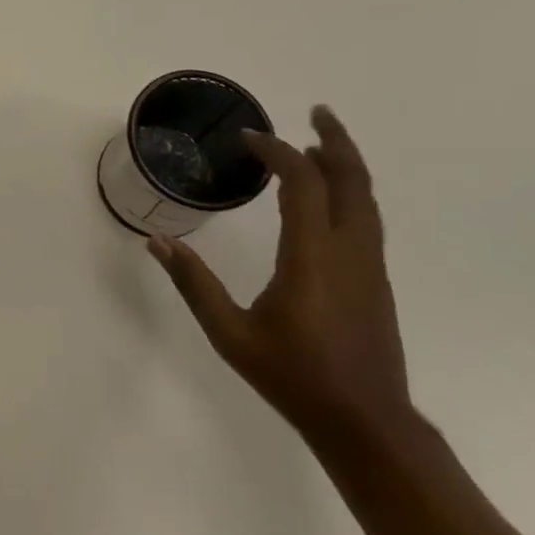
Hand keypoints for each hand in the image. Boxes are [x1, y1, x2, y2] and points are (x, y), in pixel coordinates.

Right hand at [148, 106, 412, 450]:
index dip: (278, 152)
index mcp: (313, 257)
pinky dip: (350, 191)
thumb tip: (157, 243)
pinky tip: (329, 197)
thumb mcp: (231, 334)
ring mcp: (370, 265)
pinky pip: (366, 219)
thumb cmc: (294, 376)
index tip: (249, 139)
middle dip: (335, 140)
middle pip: (352, 180)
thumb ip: (195, 285)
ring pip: (367, 198)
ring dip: (346, 164)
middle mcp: (349, 251)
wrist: (365, 422)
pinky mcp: (376, 280)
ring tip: (322, 143)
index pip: (303, 183)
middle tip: (315, 112)